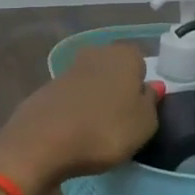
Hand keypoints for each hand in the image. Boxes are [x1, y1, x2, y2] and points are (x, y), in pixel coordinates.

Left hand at [0, 43, 160, 192]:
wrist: (42, 141)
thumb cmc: (105, 130)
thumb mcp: (144, 124)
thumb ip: (151, 103)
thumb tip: (151, 86)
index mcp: (124, 55)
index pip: (140, 62)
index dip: (141, 86)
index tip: (140, 110)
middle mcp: (95, 53)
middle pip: (114, 69)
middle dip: (118, 89)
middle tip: (122, 120)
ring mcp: (68, 69)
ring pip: (92, 82)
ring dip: (96, 100)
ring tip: (98, 130)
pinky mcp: (47, 88)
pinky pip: (72, 98)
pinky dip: (76, 110)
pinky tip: (75, 131)